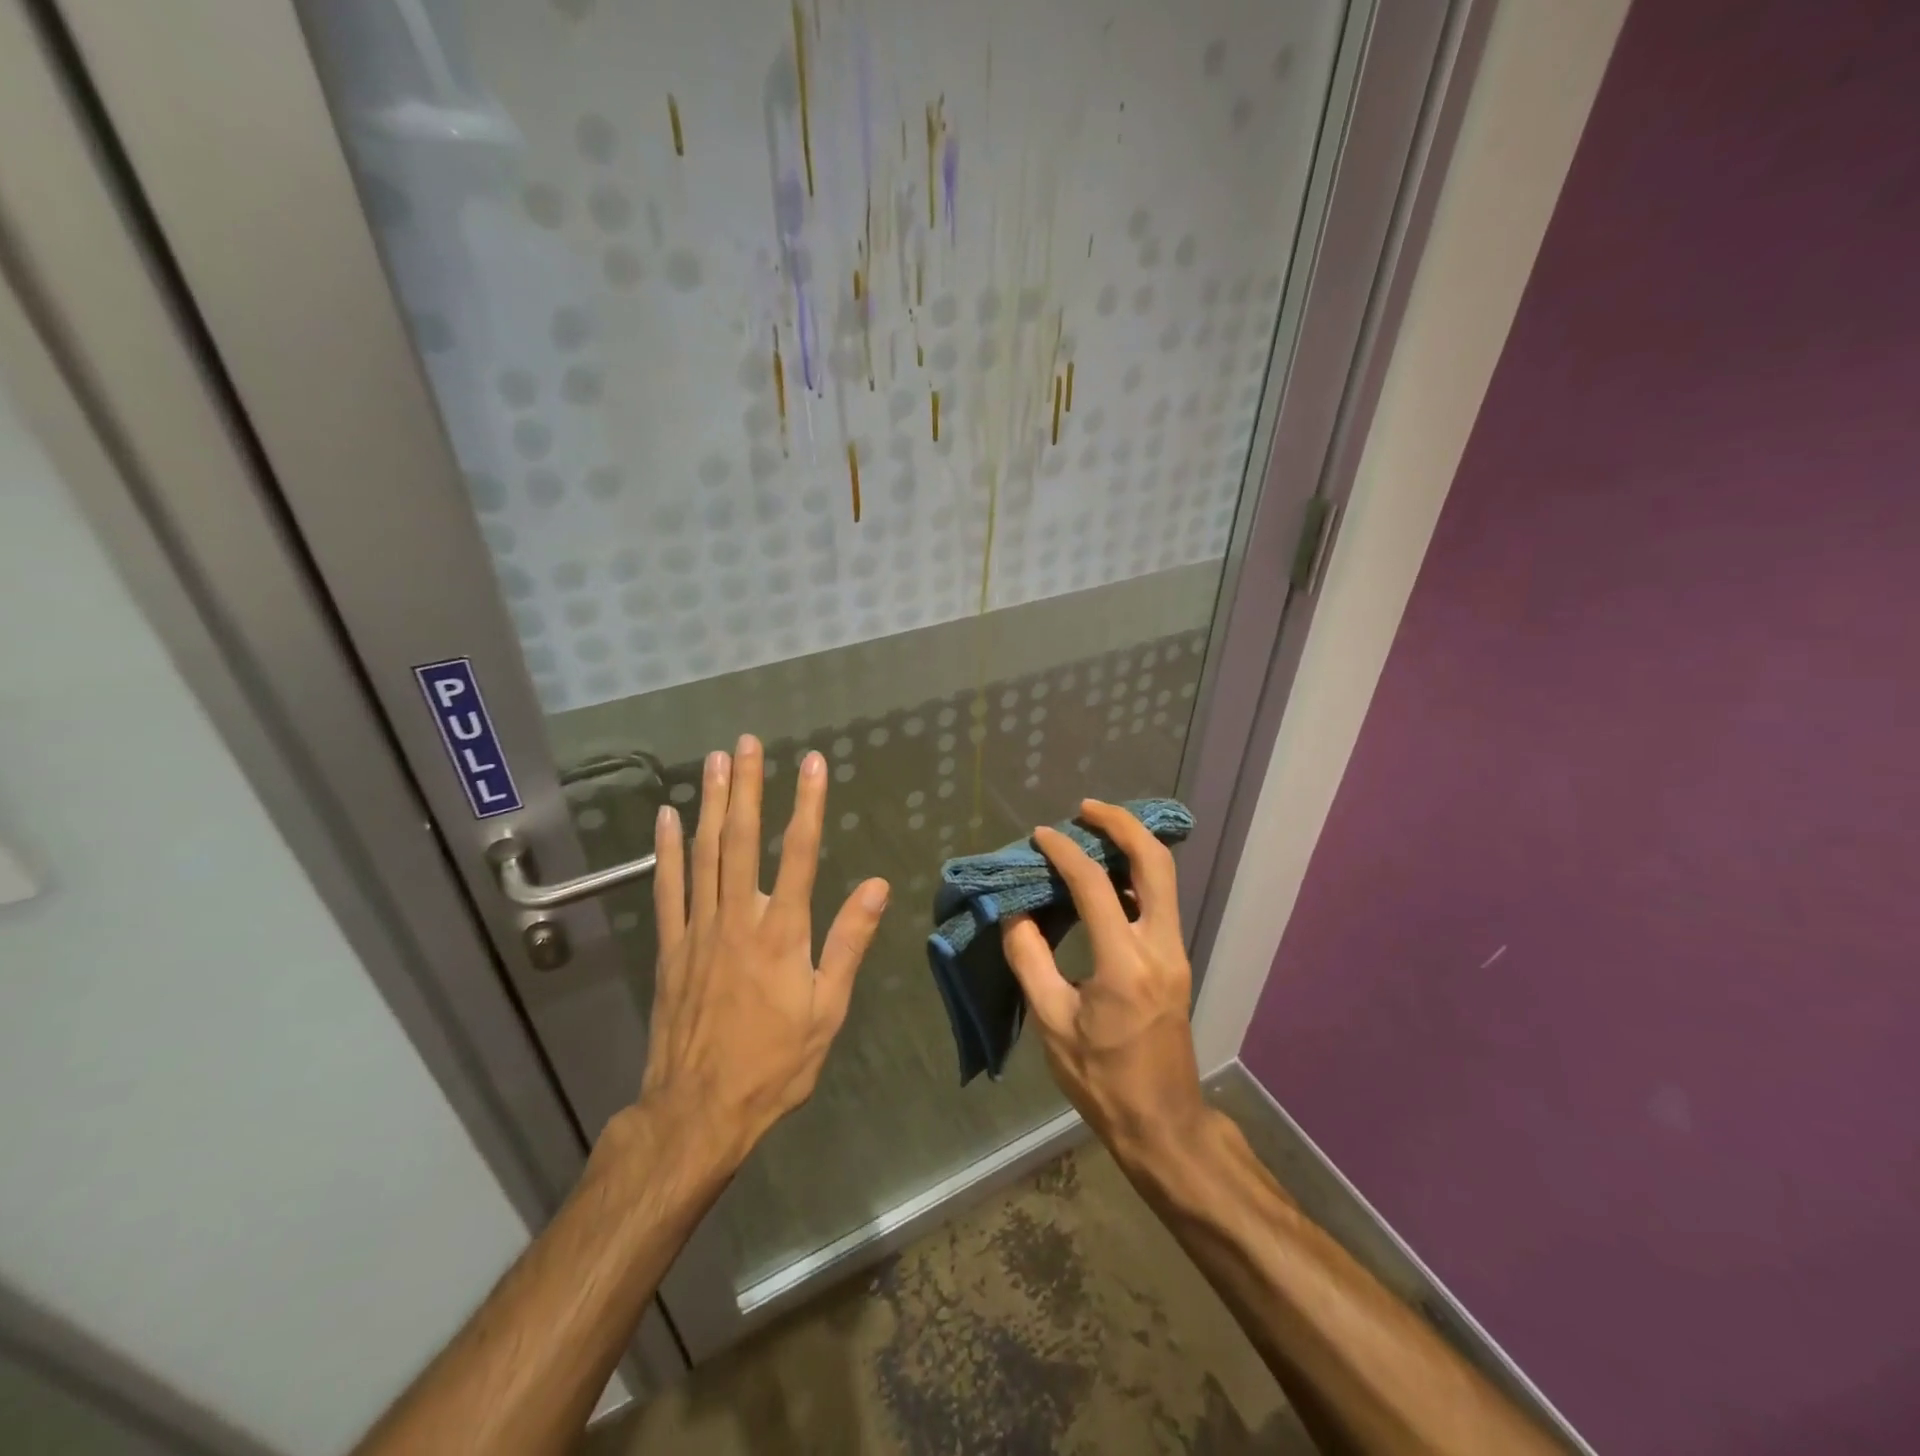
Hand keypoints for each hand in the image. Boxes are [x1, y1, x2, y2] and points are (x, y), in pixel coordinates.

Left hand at [638, 736, 889, 1171]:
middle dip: (747, 787)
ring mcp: (698, 929)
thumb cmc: (775, 1062)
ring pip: (704, 853)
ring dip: (711, 804)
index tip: (811, 763)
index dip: (807, 804)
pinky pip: (667, 887)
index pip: (799, 853)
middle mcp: (738, 918)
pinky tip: (668, 818)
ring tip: (714, 762)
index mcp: (782, 933)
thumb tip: (877, 886)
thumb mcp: (828, 1009)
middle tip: (746, 743)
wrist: (699, 1110)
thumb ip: (849, 943)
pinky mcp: (670, 946)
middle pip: (743, 840)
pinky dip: (666, 850)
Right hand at [1001, 800, 1207, 1163]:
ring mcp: (1175, 952)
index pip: (1096, 886)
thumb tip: (1014, 913)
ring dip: (1132, 845)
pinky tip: (1108, 876)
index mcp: (1125, 964)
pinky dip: (1137, 874)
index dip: (1065, 852)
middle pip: (1155, 862)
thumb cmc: (1102, 1080)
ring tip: (1094, 831)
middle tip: (1086, 808)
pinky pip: (1160, 901)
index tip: (1040, 836)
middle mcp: (1160, 947)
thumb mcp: (1052, 1023)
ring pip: (1164, 878)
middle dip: (1122, 824)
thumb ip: (1030, 960)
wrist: (1163, 1122)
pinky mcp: (1175, 961)